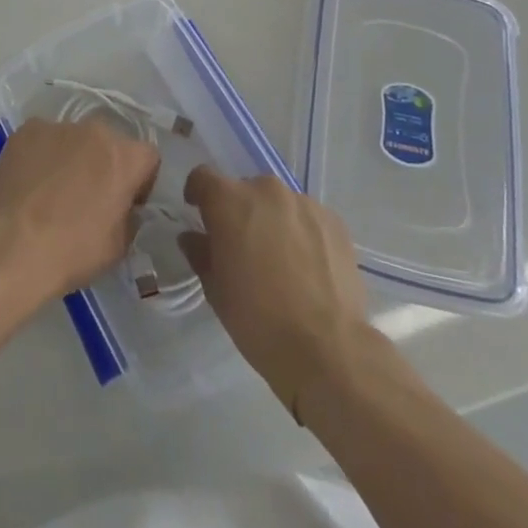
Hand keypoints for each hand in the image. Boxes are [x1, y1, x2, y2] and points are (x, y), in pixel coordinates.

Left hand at [0, 118, 159, 298]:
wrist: (14, 244)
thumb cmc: (73, 250)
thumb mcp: (119, 245)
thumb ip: (128, 214)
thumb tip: (122, 206)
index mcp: (124, 157)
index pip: (147, 157)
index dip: (141, 181)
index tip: (127, 203)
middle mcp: (95, 130)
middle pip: (108, 143)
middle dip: (104, 165)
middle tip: (88, 197)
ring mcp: (58, 126)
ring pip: (74, 139)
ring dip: (72, 158)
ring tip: (52, 190)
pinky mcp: (27, 130)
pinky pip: (43, 139)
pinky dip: (41, 155)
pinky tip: (30, 182)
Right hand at [178, 168, 374, 414]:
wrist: (328, 350)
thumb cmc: (259, 320)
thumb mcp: (216, 291)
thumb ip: (201, 253)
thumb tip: (193, 237)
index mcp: (229, 200)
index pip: (203, 177)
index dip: (198, 194)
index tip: (199, 213)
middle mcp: (265, 190)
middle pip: (244, 190)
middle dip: (239, 212)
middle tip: (244, 247)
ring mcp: (303, 203)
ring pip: (278, 203)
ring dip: (273, 221)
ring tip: (281, 260)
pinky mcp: (334, 221)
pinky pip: (307, 217)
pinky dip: (302, 232)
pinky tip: (308, 267)